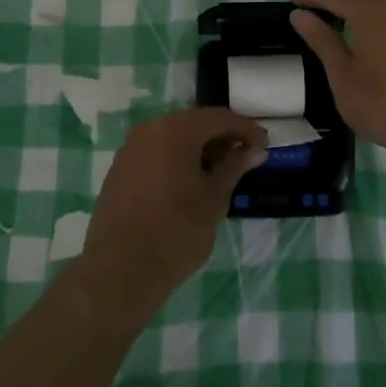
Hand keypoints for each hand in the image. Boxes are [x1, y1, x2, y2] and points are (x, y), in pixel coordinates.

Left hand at [81, 108, 268, 307]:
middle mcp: (150, 129)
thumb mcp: (214, 199)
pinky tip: (190, 182)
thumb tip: (254, 150)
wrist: (121, 268)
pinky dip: (177, 159)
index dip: (245, 129)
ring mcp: (130, 148)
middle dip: (221, 137)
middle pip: (194, 123)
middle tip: (245, 158)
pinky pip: (156, 152)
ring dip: (199, 149)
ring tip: (220, 172)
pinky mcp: (120, 168)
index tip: (265, 145)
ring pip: (173, 137)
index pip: (219, 118)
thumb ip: (234, 167)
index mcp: (176, 129)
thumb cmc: (177, 231)